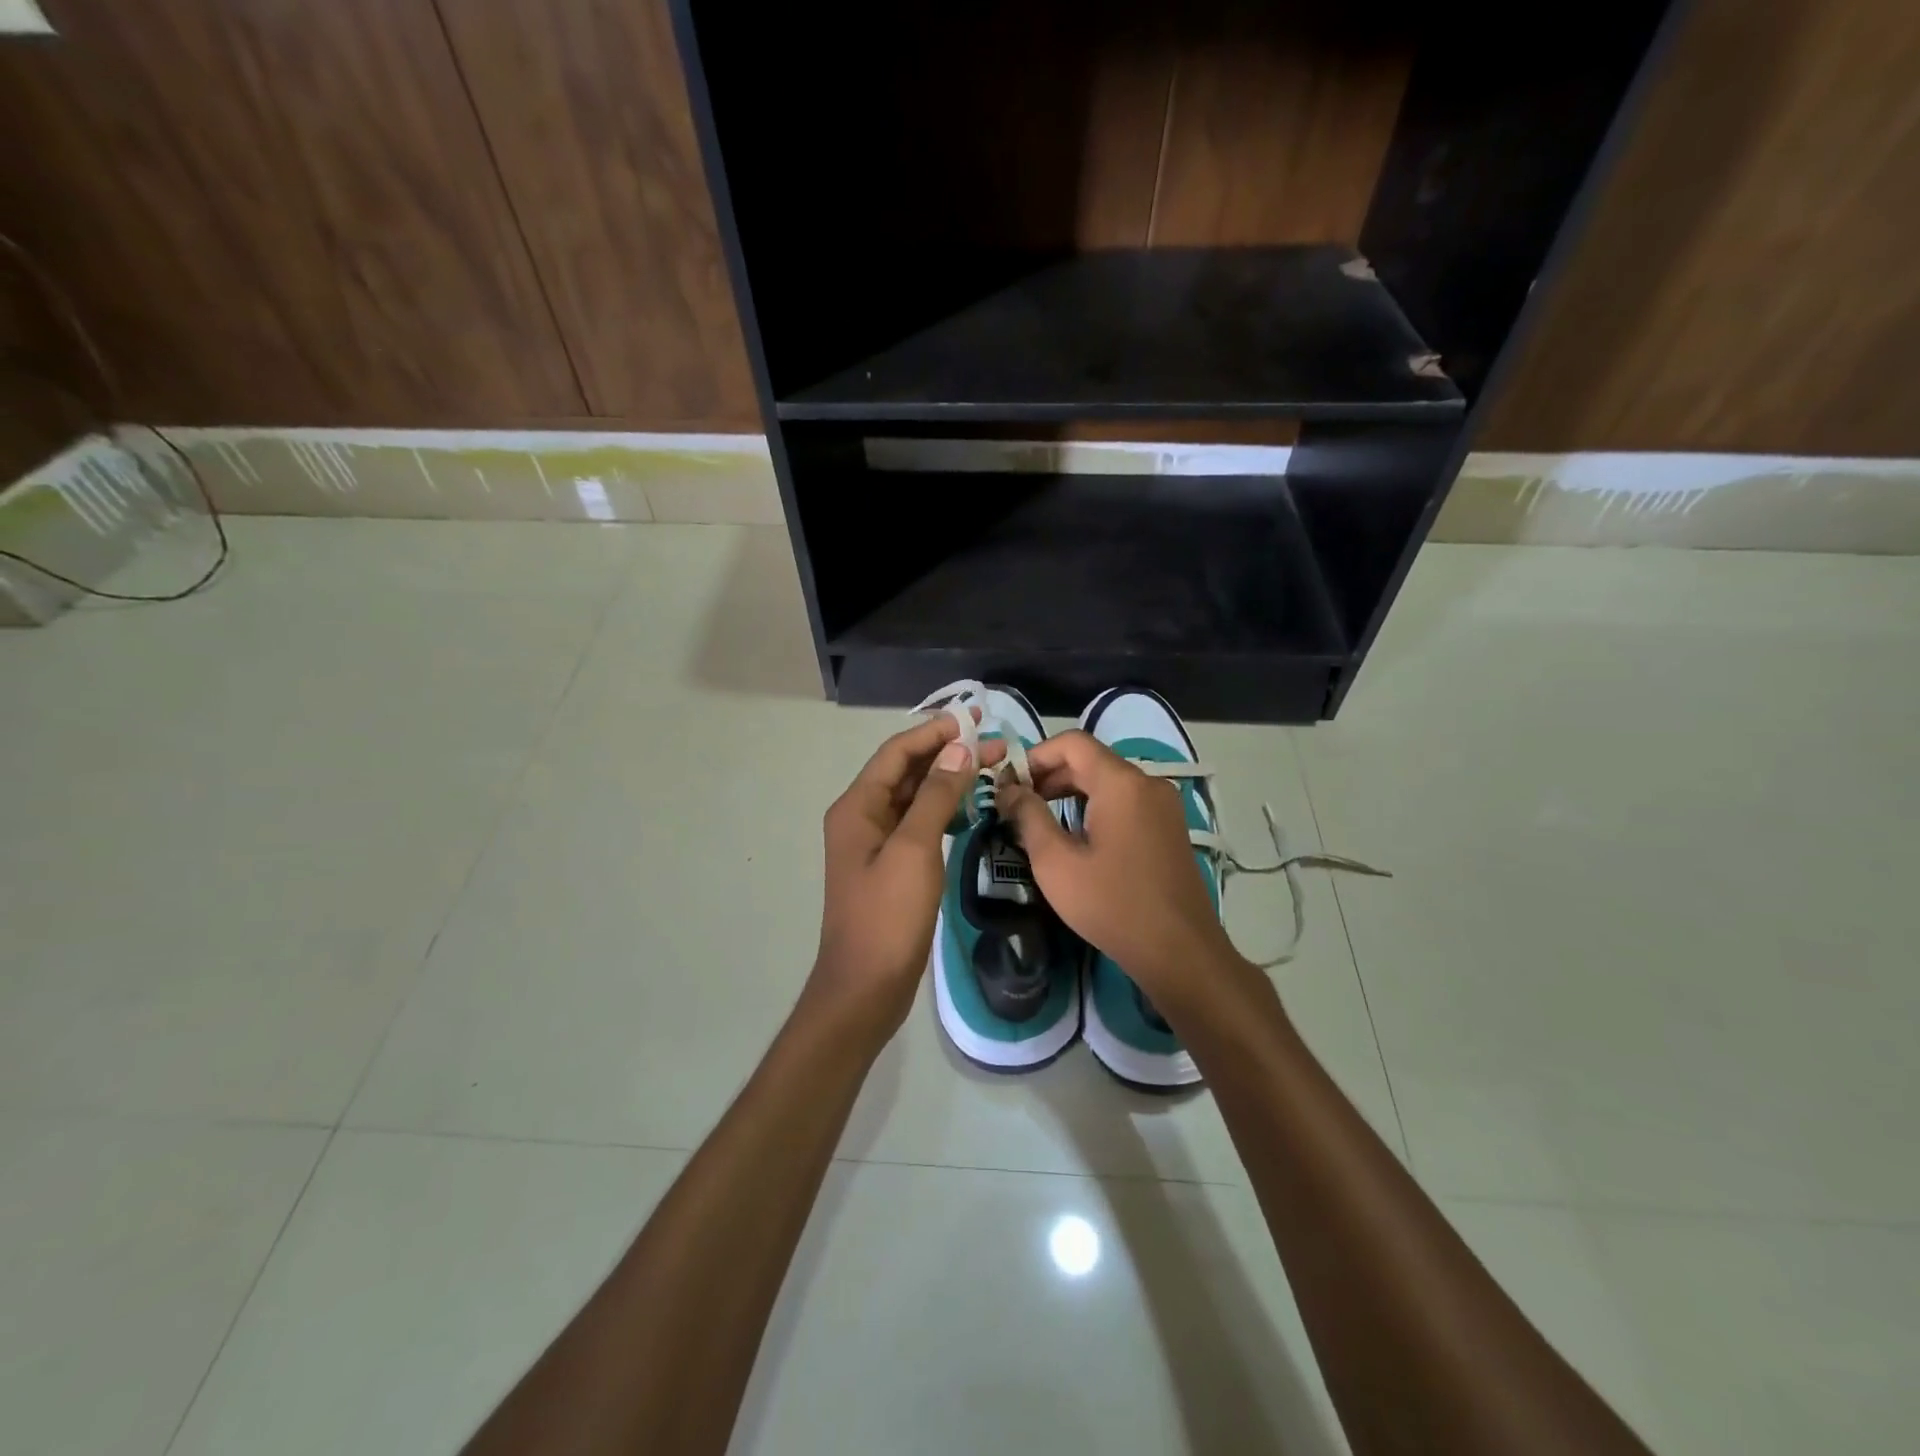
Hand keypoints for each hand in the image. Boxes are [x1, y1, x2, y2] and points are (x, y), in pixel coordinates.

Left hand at [807, 712, 1003, 1043]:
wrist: (866, 987)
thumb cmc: (888, 915)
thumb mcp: (914, 849)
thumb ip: (935, 796)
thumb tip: (957, 749)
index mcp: (858, 806)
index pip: (897, 753)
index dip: (934, 732)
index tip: (974, 717)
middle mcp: (863, 817)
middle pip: (908, 772)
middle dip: (948, 755)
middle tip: (996, 745)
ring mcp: (876, 843)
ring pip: (916, 798)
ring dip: (950, 781)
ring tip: (992, 769)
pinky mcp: (892, 866)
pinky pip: (919, 825)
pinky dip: (945, 811)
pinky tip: (972, 808)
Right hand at [997, 730, 1237, 1003]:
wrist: (1180, 952)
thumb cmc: (1112, 905)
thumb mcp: (1056, 863)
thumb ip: (1028, 817)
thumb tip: (1009, 790)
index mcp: (1121, 783)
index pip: (1072, 743)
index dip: (1035, 755)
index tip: (1010, 784)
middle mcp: (1148, 783)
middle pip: (1091, 760)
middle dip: (1050, 775)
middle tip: (1018, 805)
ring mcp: (1164, 805)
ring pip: (1109, 781)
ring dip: (1071, 792)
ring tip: (1041, 821)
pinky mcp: (1170, 827)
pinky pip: (1126, 801)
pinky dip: (1096, 806)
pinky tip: (1077, 837)